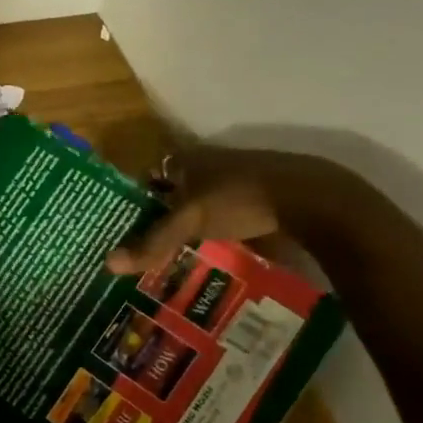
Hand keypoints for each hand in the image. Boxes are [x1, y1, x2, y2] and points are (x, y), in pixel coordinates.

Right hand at [106, 144, 351, 274]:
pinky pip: (225, 219)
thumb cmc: (241, 198)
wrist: (313, 200)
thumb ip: (153, 242)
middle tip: (140, 246)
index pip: (147, 174)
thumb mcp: (191, 220)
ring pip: (200, 205)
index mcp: (187, 158)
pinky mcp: (261, 199)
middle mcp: (209, 163)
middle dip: (158, 217)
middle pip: (173, 191)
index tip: (118, 224)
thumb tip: (108, 264)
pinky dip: (214, 235)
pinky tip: (208, 256)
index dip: (132, 197)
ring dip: (187, 227)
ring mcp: (237, 180)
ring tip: (169, 257)